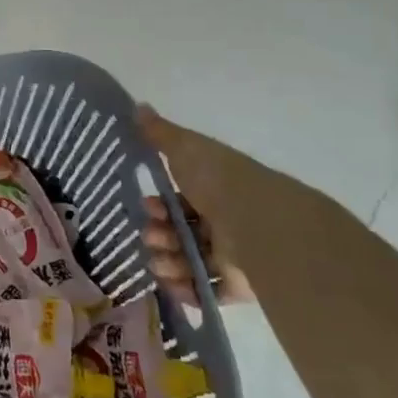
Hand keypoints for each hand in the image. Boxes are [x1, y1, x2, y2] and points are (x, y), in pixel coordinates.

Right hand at [137, 104, 255, 306]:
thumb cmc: (219, 181)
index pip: (180, 201)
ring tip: (160, 265)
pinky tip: (173, 286)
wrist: (260, 223)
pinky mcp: (240, 286)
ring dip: (168, 263)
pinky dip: (188, 291)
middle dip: (158, 235)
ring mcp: (233, 255)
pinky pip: (208, 292)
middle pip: (181, 232)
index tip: (146, 206)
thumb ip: (159, 133)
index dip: (159, 206)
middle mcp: (224, 222)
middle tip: (151, 237)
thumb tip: (137, 105)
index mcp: (214, 191)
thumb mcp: (184, 148)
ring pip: (190, 261)